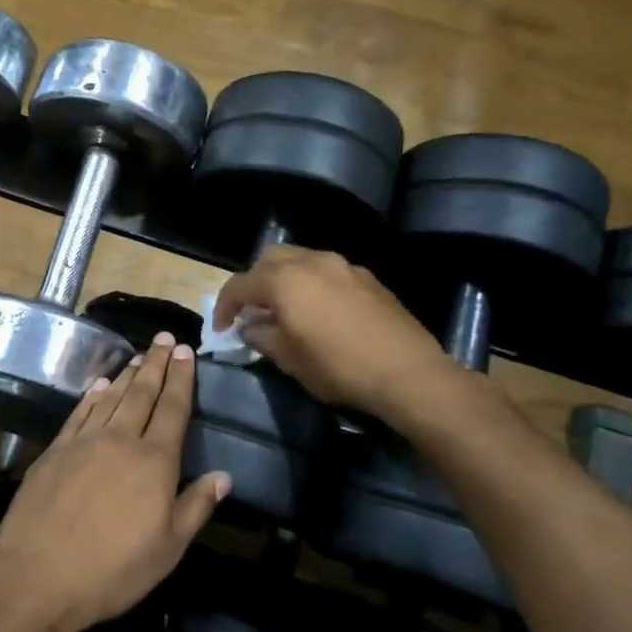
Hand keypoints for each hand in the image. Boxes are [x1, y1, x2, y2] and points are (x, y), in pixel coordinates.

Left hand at [0, 334, 228, 631]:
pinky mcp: (54, 451)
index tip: (185, 352)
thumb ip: (195, 507)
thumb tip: (223, 476)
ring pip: (110, 398)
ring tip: (138, 356)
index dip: (181, 379)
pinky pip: (78, 413)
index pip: (173, 410)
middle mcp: (120, 441)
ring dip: (126, 375)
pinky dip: (91, 396)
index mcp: (154, 463)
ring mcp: (83, 442)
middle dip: (155, 365)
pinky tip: (98, 385)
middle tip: (163, 339)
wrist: (39, 575)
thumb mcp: (168, 549)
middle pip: (141, 394)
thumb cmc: (113, 570)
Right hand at [211, 244, 455, 421]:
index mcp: (284, 280)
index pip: (240, 284)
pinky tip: (320, 312)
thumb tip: (252, 326)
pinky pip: (328, 272)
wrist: (408, 373)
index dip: (224, 306)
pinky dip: (313, 285)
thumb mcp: (288, 359)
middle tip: (253, 311)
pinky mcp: (368, 278)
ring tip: (286, 309)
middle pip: (269, 259)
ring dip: (285, 279)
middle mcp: (311, 262)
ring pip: (301, 260)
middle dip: (255, 281)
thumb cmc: (338, 367)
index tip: (222, 328)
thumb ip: (262, 336)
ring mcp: (343, 266)